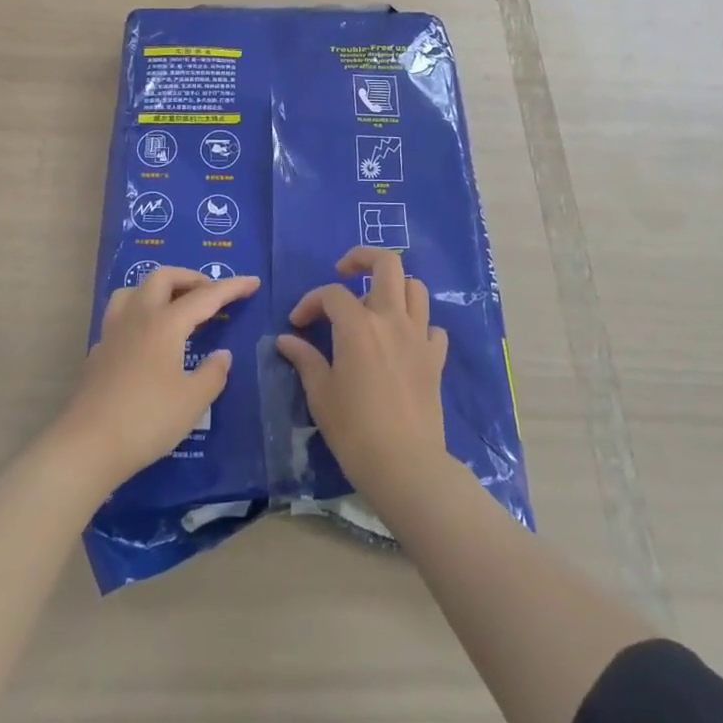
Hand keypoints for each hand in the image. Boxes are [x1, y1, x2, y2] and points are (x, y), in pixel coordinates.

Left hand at [57, 266, 258, 489]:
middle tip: (210, 294)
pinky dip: (140, 314)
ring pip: (134, 290)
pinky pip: (121, 315)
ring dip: (159, 289)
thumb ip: (212, 373)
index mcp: (165, 324)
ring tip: (175, 306)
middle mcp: (138, 317)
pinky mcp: (98, 352)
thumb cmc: (147, 420)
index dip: (232, 287)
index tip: (253, 282)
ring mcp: (113, 332)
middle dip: (191, 278)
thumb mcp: (193, 401)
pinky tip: (147, 339)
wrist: (87, 446)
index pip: (205, 296)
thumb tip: (221, 355)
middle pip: (163, 278)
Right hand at [274, 248, 450, 510]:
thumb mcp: (320, 393)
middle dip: (363, 257)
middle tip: (344, 272)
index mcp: (358, 325)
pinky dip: (418, 325)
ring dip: (394, 287)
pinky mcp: (436, 358)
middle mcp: (391, 319)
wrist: (405, 464)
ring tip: (375, 304)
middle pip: (387, 264)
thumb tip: (285, 340)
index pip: (331, 294)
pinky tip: (403, 341)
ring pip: (415, 288)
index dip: (310, 302)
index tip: (297, 324)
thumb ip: (305, 359)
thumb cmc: (354, 429)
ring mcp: (419, 336)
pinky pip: (432, 327)